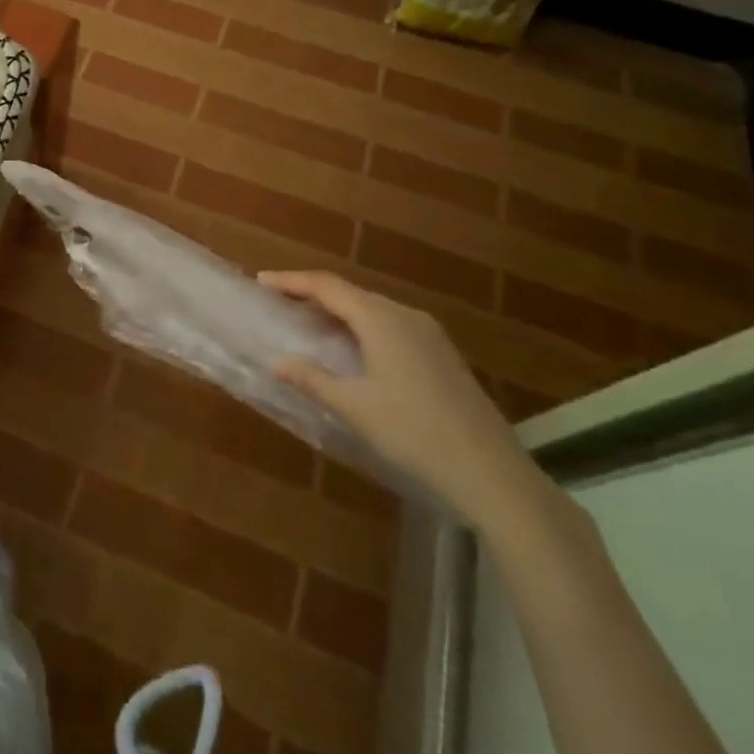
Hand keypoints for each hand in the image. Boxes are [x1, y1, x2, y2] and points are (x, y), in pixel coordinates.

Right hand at [261, 269, 552, 531]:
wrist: (492, 472)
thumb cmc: (413, 432)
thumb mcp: (354, 407)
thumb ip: (312, 379)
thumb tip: (277, 361)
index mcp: (380, 319)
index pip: (326, 286)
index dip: (291, 281)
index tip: (261, 281)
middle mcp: (405, 315)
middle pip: (350, 293)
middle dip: (313, 294)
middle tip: (282, 302)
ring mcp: (429, 333)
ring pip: (373, 308)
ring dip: (339, 310)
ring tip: (311, 322)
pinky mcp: (442, 353)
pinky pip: (391, 324)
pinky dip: (363, 326)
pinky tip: (355, 349)